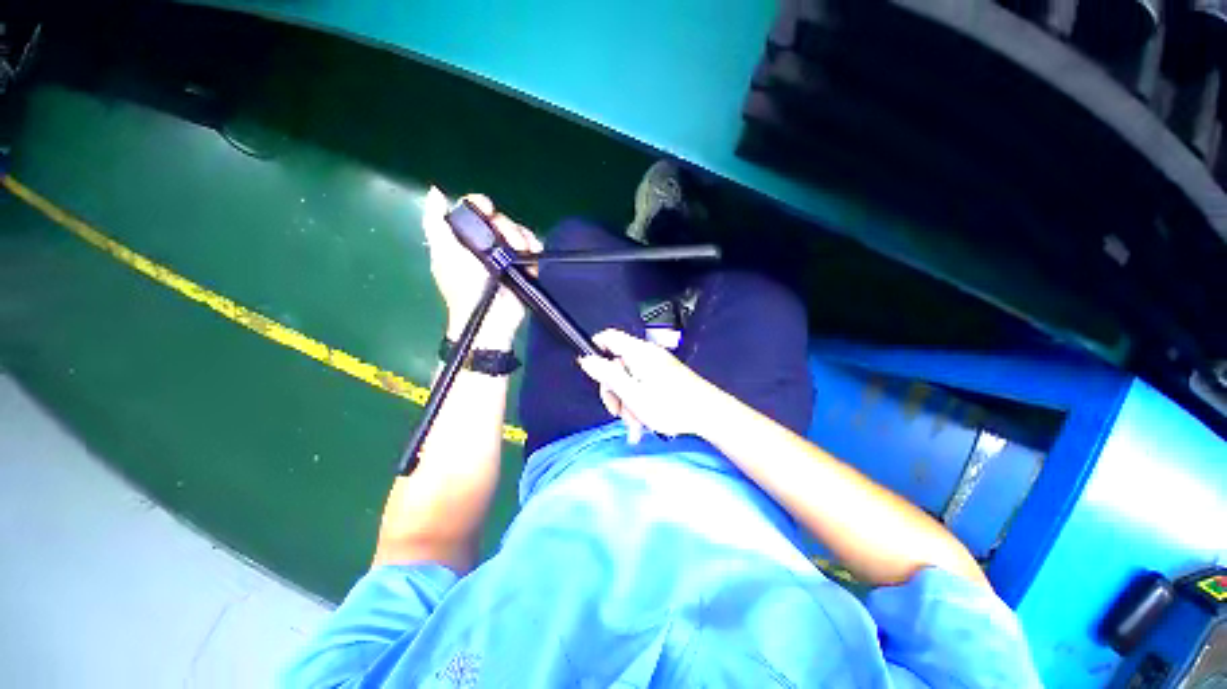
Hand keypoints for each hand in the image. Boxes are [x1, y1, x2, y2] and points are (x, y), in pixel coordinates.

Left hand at [422, 186, 542, 348]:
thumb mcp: (445, 253)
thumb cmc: (465, 285)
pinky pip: (532, 247)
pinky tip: (531, 253)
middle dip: (505, 227)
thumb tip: (435, 191)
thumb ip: (436, 222)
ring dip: (521, 238)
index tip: (489, 211)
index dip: (482, 205)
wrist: (492, 316)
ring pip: (518, 232)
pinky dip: (534, 247)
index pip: (474, 210)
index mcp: (464, 238)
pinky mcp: (524, 266)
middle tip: (506, 243)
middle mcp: (486, 244)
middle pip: (500, 219)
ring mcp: (507, 256)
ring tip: (520, 252)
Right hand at [577, 329, 721, 442]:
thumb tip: (586, 359)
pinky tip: (643, 422)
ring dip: (627, 402)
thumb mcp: (632, 393)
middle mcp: (646, 354)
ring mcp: (657, 365)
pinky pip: (643, 385)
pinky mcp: (665, 376)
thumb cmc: (670, 405)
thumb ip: (607, 375)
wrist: (708, 413)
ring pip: (629, 379)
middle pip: (616, 364)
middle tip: (617, 412)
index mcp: (637, 352)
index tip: (592, 373)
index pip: (608, 337)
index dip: (594, 349)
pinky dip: (639, 402)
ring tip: (636, 425)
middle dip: (614, 390)